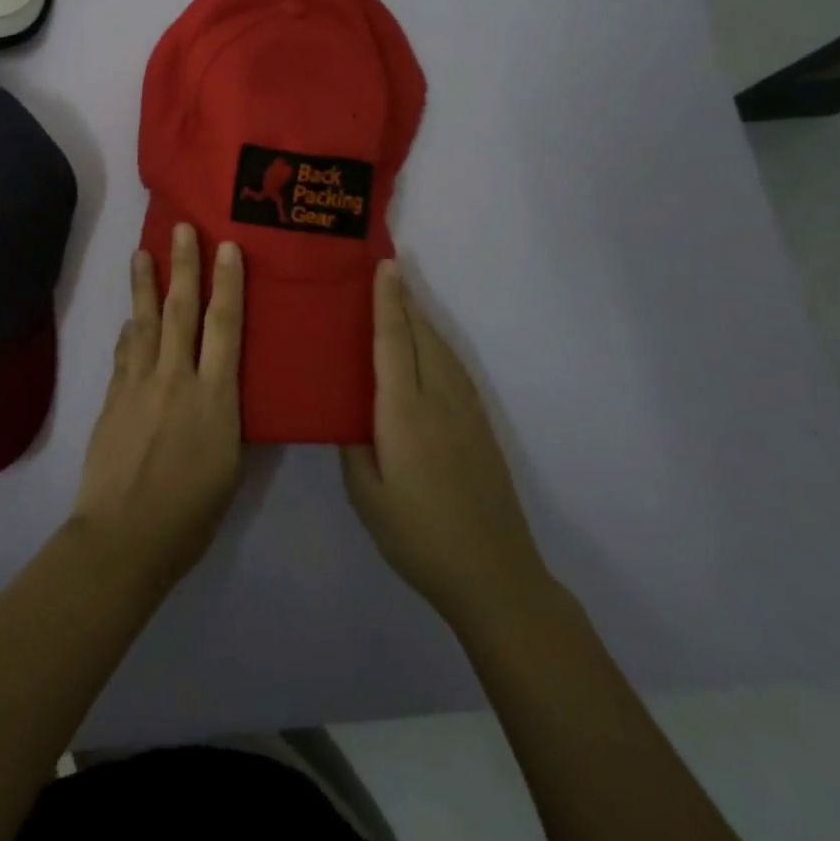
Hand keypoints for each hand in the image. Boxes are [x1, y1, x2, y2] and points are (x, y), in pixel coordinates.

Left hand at [69, 224, 243, 591]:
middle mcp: (176, 378)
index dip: (228, 284)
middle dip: (183, 266)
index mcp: (214, 397)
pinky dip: (129, 330)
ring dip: (144, 285)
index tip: (228, 248)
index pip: (224, 327)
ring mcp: (139, 385)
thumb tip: (223, 390)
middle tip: (181, 229)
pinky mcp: (113, 398)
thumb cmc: (190, 514)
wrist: (123, 537)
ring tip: (141, 253)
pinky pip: (124, 352)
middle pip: (180, 311)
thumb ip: (227, 419)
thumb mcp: (230, 467)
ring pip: (144, 322)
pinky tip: (130, 320)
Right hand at [341, 261, 550, 626]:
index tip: (384, 266)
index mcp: (404, 414)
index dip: (387, 302)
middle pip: (420, 336)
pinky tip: (429, 346)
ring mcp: (465, 412)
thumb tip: (345, 410)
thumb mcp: (366, 496)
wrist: (494, 574)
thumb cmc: (418, 537)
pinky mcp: (480, 426)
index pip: (393, 342)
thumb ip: (352, 446)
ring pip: (441, 349)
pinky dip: (437, 344)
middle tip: (387, 268)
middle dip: (404, 299)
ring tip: (403, 298)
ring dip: (421, 318)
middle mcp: (438, 401)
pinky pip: (454, 368)